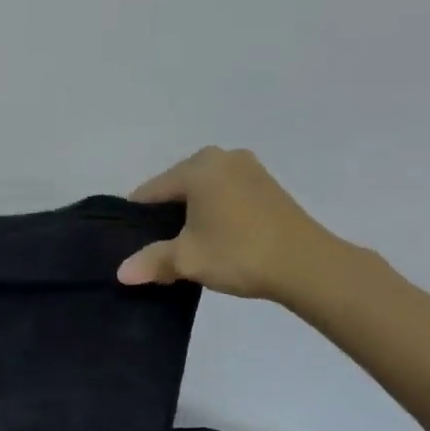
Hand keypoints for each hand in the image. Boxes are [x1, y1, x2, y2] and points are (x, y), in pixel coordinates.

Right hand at [116, 146, 344, 302]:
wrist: (307, 265)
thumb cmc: (239, 252)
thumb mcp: (188, 259)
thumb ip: (152, 262)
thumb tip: (121, 273)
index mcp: (198, 166)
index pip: (151, 191)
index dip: (138, 219)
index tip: (132, 244)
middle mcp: (222, 157)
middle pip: (177, 188)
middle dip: (166, 217)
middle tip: (160, 249)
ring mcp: (249, 168)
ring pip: (203, 192)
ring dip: (192, 216)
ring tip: (188, 248)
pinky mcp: (267, 185)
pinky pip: (226, 195)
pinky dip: (215, 213)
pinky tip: (216, 240)